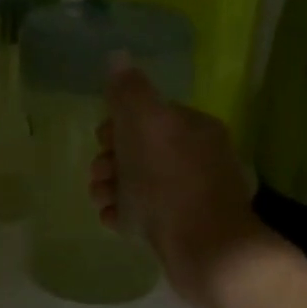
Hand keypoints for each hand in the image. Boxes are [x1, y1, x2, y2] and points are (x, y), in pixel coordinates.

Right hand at [91, 64, 275, 307]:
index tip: (103, 139)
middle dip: (111, 160)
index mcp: (193, 128)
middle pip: (141, 150)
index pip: (150, 115)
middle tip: (100, 174)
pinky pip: (146, 215)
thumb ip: (129, 91)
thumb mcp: (145, 124)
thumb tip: (118, 56)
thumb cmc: (171, 182)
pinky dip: (125, 215)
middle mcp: (197, 158)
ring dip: (112, 188)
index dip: (119, 124)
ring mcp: (191, 196)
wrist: (206, 251)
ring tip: (101, 200)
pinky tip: (113, 221)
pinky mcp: (183, 229)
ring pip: (140, 184)